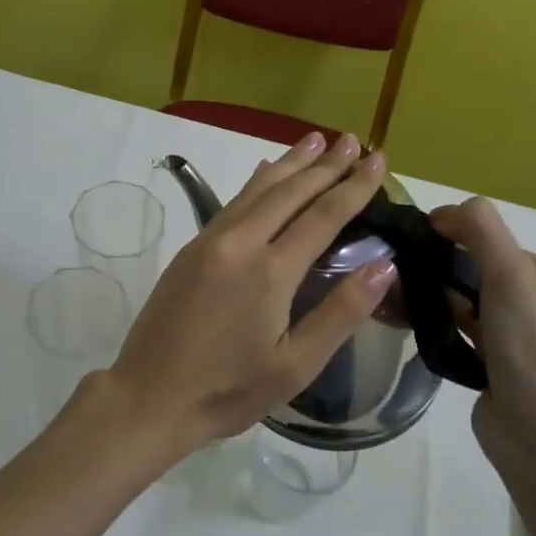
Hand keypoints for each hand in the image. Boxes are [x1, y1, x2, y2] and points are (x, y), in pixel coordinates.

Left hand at [89, 132, 396, 461]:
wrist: (150, 396)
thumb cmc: (228, 390)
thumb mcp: (296, 365)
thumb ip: (341, 312)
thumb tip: (385, 266)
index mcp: (270, 271)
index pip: (323, 215)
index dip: (354, 187)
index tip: (378, 160)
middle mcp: (240, 242)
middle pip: (289, 191)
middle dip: (325, 164)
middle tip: (353, 139)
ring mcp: (210, 241)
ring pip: (257, 189)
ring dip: (290, 162)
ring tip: (316, 139)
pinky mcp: (191, 249)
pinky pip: (233, 202)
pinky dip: (258, 182)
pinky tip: (266, 171)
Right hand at [428, 197, 535, 474]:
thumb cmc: (530, 347)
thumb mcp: (510, 273)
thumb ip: (480, 229)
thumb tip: (443, 211)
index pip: (495, 240)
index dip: (456, 235)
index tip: (416, 242)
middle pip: (479, 270)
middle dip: (442, 268)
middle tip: (401, 271)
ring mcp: (521, 339)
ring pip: (468, 302)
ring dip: (437, 297)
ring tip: (399, 296)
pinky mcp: (498, 367)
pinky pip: (462, 332)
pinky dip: (440, 325)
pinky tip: (413, 325)